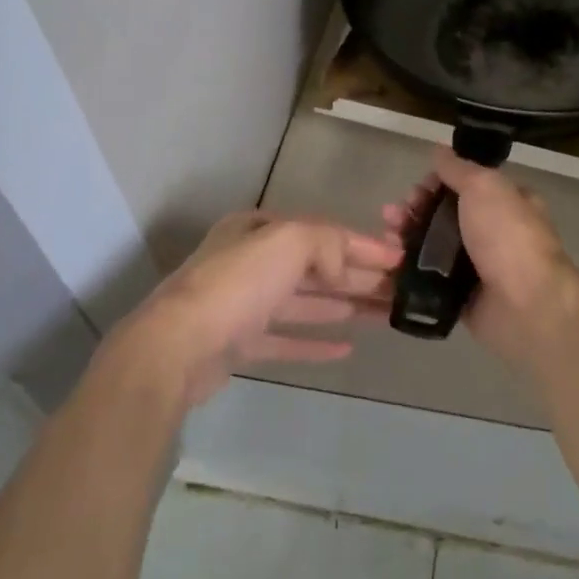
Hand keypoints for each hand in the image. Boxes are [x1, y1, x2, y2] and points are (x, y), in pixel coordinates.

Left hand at [109, 212, 401, 407]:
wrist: (176, 346)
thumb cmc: (236, 284)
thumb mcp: (288, 241)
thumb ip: (326, 242)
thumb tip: (342, 267)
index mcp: (260, 230)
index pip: (324, 233)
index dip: (364, 245)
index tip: (401, 259)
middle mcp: (252, 261)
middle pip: (317, 267)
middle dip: (359, 276)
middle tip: (401, 290)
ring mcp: (244, 304)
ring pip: (306, 302)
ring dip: (345, 306)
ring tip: (385, 315)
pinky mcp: (240, 343)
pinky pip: (286, 339)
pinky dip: (315, 341)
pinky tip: (346, 348)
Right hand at [383, 148, 578, 368]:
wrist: (525, 306)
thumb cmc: (507, 237)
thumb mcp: (484, 187)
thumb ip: (458, 168)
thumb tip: (439, 150)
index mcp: (506, 202)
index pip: (464, 186)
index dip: (436, 184)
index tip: (417, 189)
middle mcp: (492, 232)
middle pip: (443, 215)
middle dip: (414, 211)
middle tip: (393, 214)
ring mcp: (477, 267)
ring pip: (432, 247)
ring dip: (406, 238)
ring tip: (386, 238)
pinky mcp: (461, 297)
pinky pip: (429, 279)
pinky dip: (408, 271)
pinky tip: (389, 264)